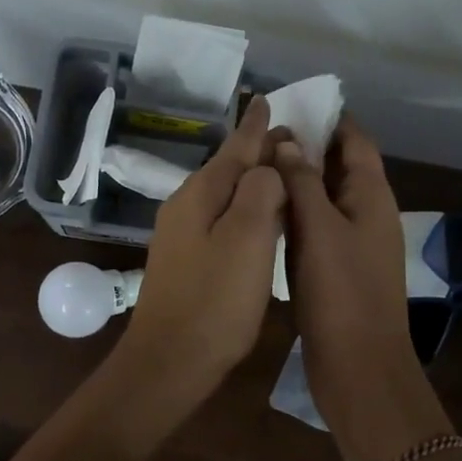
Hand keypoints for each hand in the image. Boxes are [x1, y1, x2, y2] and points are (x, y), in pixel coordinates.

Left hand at [122, 97, 286, 391]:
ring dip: (252, 180)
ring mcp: (182, 235)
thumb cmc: (215, 300)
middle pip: (228, 168)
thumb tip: (267, 168)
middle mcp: (186, 206)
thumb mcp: (247, 239)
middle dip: (257, 150)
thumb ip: (260, 192)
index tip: (268, 100)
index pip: (235, 148)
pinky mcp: (187, 261)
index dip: (255, 126)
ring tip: (281, 171)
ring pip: (224, 194)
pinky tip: (258, 219)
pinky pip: (222, 219)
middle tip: (291, 137)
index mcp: (201, 194)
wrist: (170, 361)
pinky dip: (245, 210)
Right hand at [274, 122, 452, 460]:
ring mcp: (351, 244)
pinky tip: (263, 211)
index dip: (330, 120)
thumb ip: (303, 182)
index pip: (356, 142)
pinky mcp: (334, 269)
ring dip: (297, 181)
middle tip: (262, 135)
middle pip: (339, 168)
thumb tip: (286, 142)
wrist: (358, 366)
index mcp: (372, 197)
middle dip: (307, 148)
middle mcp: (366, 214)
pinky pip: (314, 229)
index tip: (293, 105)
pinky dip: (294, 214)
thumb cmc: (342, 293)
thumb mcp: (320, 229)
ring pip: (324, 200)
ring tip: (256, 165)